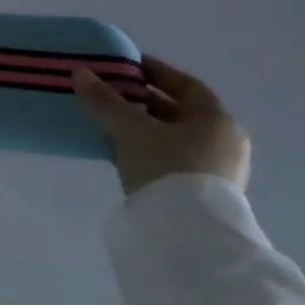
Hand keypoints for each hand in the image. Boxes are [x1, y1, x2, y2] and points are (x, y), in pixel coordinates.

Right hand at [72, 55, 251, 195]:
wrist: (188, 237)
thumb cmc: (166, 168)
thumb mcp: (129, 129)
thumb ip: (104, 100)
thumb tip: (80, 72)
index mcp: (217, 120)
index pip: (186, 85)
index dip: (155, 72)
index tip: (126, 68)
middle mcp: (225, 143)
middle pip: (180, 112)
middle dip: (145, 101)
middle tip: (112, 94)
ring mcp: (218, 172)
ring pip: (175, 138)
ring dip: (145, 127)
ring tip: (111, 122)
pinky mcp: (205, 196)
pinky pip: (174, 160)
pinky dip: (151, 150)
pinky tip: (123, 151)